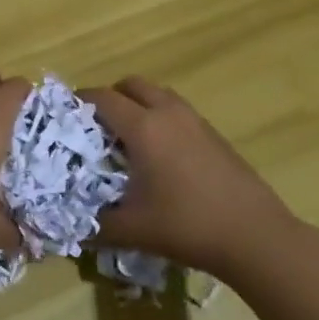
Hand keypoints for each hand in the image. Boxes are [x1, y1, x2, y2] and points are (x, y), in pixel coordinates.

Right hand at [80, 76, 294, 279]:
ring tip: (127, 138)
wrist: (254, 235)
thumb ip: (96, 226)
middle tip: (96, 126)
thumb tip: (72, 228)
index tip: (64, 116)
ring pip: (158, 94)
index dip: (80, 102)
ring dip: (138, 104)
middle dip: (110, 97)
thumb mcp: (133, 230)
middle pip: (132, 84)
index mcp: (143, 128)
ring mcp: (195, 120)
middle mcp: (168, 113)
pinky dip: (160, 117)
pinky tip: (160, 154)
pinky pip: (177, 110)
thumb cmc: (187, 226)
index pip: (103, 98)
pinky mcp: (213, 133)